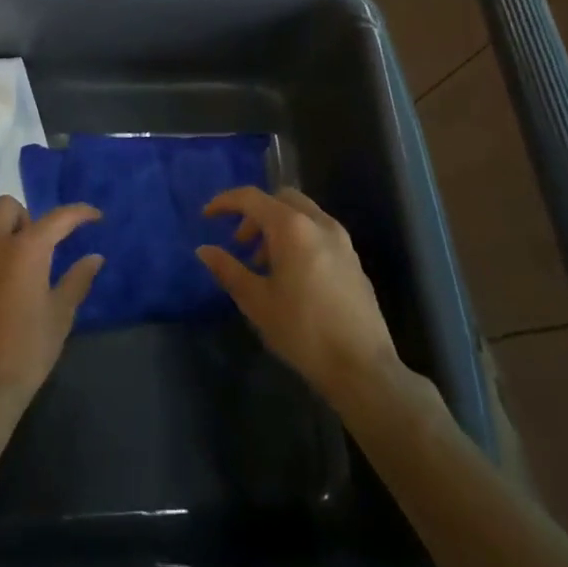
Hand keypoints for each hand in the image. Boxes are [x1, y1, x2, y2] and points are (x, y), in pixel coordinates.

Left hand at [0, 196, 103, 415]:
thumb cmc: (27, 350)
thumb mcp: (60, 316)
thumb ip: (77, 280)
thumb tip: (94, 257)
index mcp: (26, 250)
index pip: (57, 218)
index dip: (79, 213)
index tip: (94, 216)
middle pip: (7, 206)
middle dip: (26, 217)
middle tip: (39, 247)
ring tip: (12, 258)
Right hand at [197, 187, 421, 408]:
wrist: (363, 368)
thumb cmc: (303, 331)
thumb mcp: (256, 302)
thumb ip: (228, 270)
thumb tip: (204, 250)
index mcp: (292, 227)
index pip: (252, 198)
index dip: (225, 202)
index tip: (207, 216)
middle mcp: (320, 224)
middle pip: (281, 199)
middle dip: (256, 214)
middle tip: (241, 243)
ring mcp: (342, 241)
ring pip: (303, 214)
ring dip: (278, 227)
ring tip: (265, 265)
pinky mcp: (354, 261)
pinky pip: (319, 233)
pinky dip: (299, 239)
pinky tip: (292, 276)